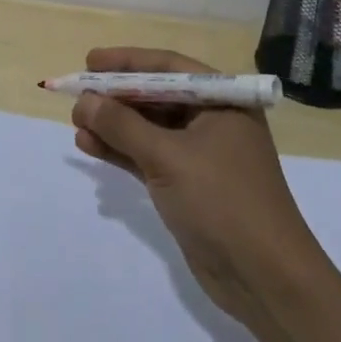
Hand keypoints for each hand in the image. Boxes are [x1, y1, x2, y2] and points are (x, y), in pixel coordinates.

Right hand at [72, 47, 321, 324]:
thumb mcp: (168, 157)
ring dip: (113, 125)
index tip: (90, 61)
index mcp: (222, 101)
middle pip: (156, 96)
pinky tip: (89, 146)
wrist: (264, 280)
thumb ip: (123, 125)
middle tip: (77, 94)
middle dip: (116, 96)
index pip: (169, 67)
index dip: (127, 61)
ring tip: (76, 122)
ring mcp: (200, 155)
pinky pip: (148, 156)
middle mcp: (213, 120)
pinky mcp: (188, 185)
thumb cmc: (222, 202)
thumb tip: (84, 99)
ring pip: (149, 128)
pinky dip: (121, 151)